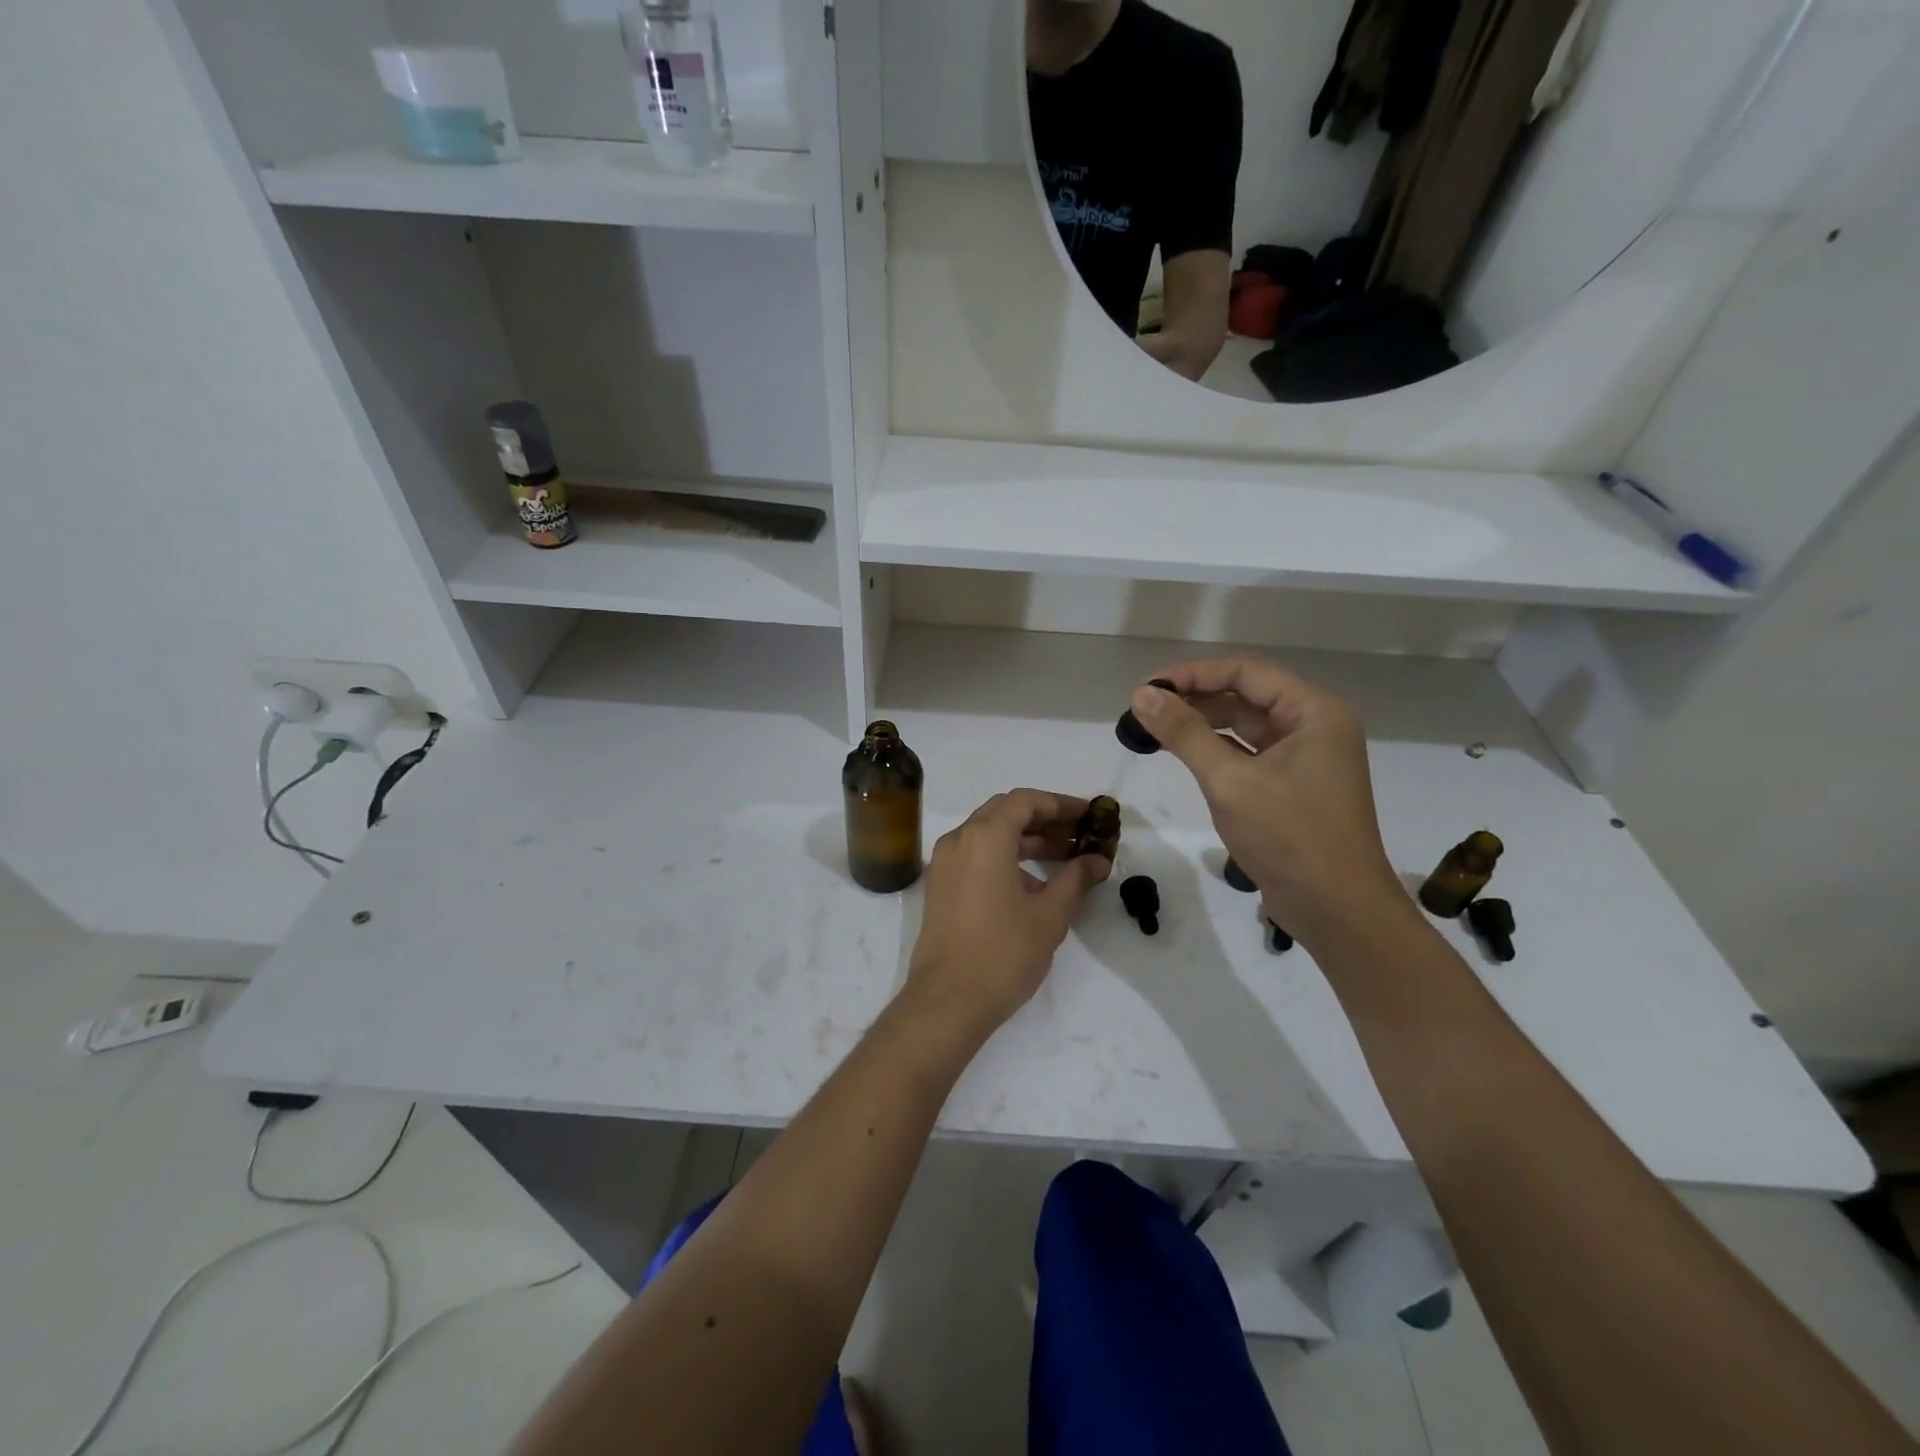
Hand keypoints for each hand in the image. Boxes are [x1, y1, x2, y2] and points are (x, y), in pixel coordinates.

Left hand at [903, 790, 1110, 1042]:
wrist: (948, 1000)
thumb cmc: (1003, 953)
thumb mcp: (1050, 915)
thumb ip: (1076, 879)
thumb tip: (1098, 860)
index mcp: (985, 837)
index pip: (1026, 801)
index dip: (1060, 804)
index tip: (1090, 816)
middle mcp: (959, 840)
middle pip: (1005, 812)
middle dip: (1044, 819)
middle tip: (1079, 834)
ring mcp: (944, 863)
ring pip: (988, 834)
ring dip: (1025, 839)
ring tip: (1064, 857)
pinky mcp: (939, 886)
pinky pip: (975, 855)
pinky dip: (1004, 856)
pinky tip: (1032, 883)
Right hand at [1128, 659, 1404, 940]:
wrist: (1337, 911)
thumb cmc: (1289, 837)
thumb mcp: (1230, 781)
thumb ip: (1185, 733)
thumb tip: (1142, 695)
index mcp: (1313, 712)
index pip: (1245, 672)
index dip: (1193, 674)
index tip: (1147, 688)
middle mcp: (1313, 726)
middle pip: (1245, 695)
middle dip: (1194, 699)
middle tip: (1143, 710)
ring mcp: (1305, 757)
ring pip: (1244, 726)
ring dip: (1201, 725)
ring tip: (1153, 730)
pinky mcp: (1293, 785)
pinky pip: (1248, 754)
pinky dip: (1215, 751)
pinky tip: (1182, 755)